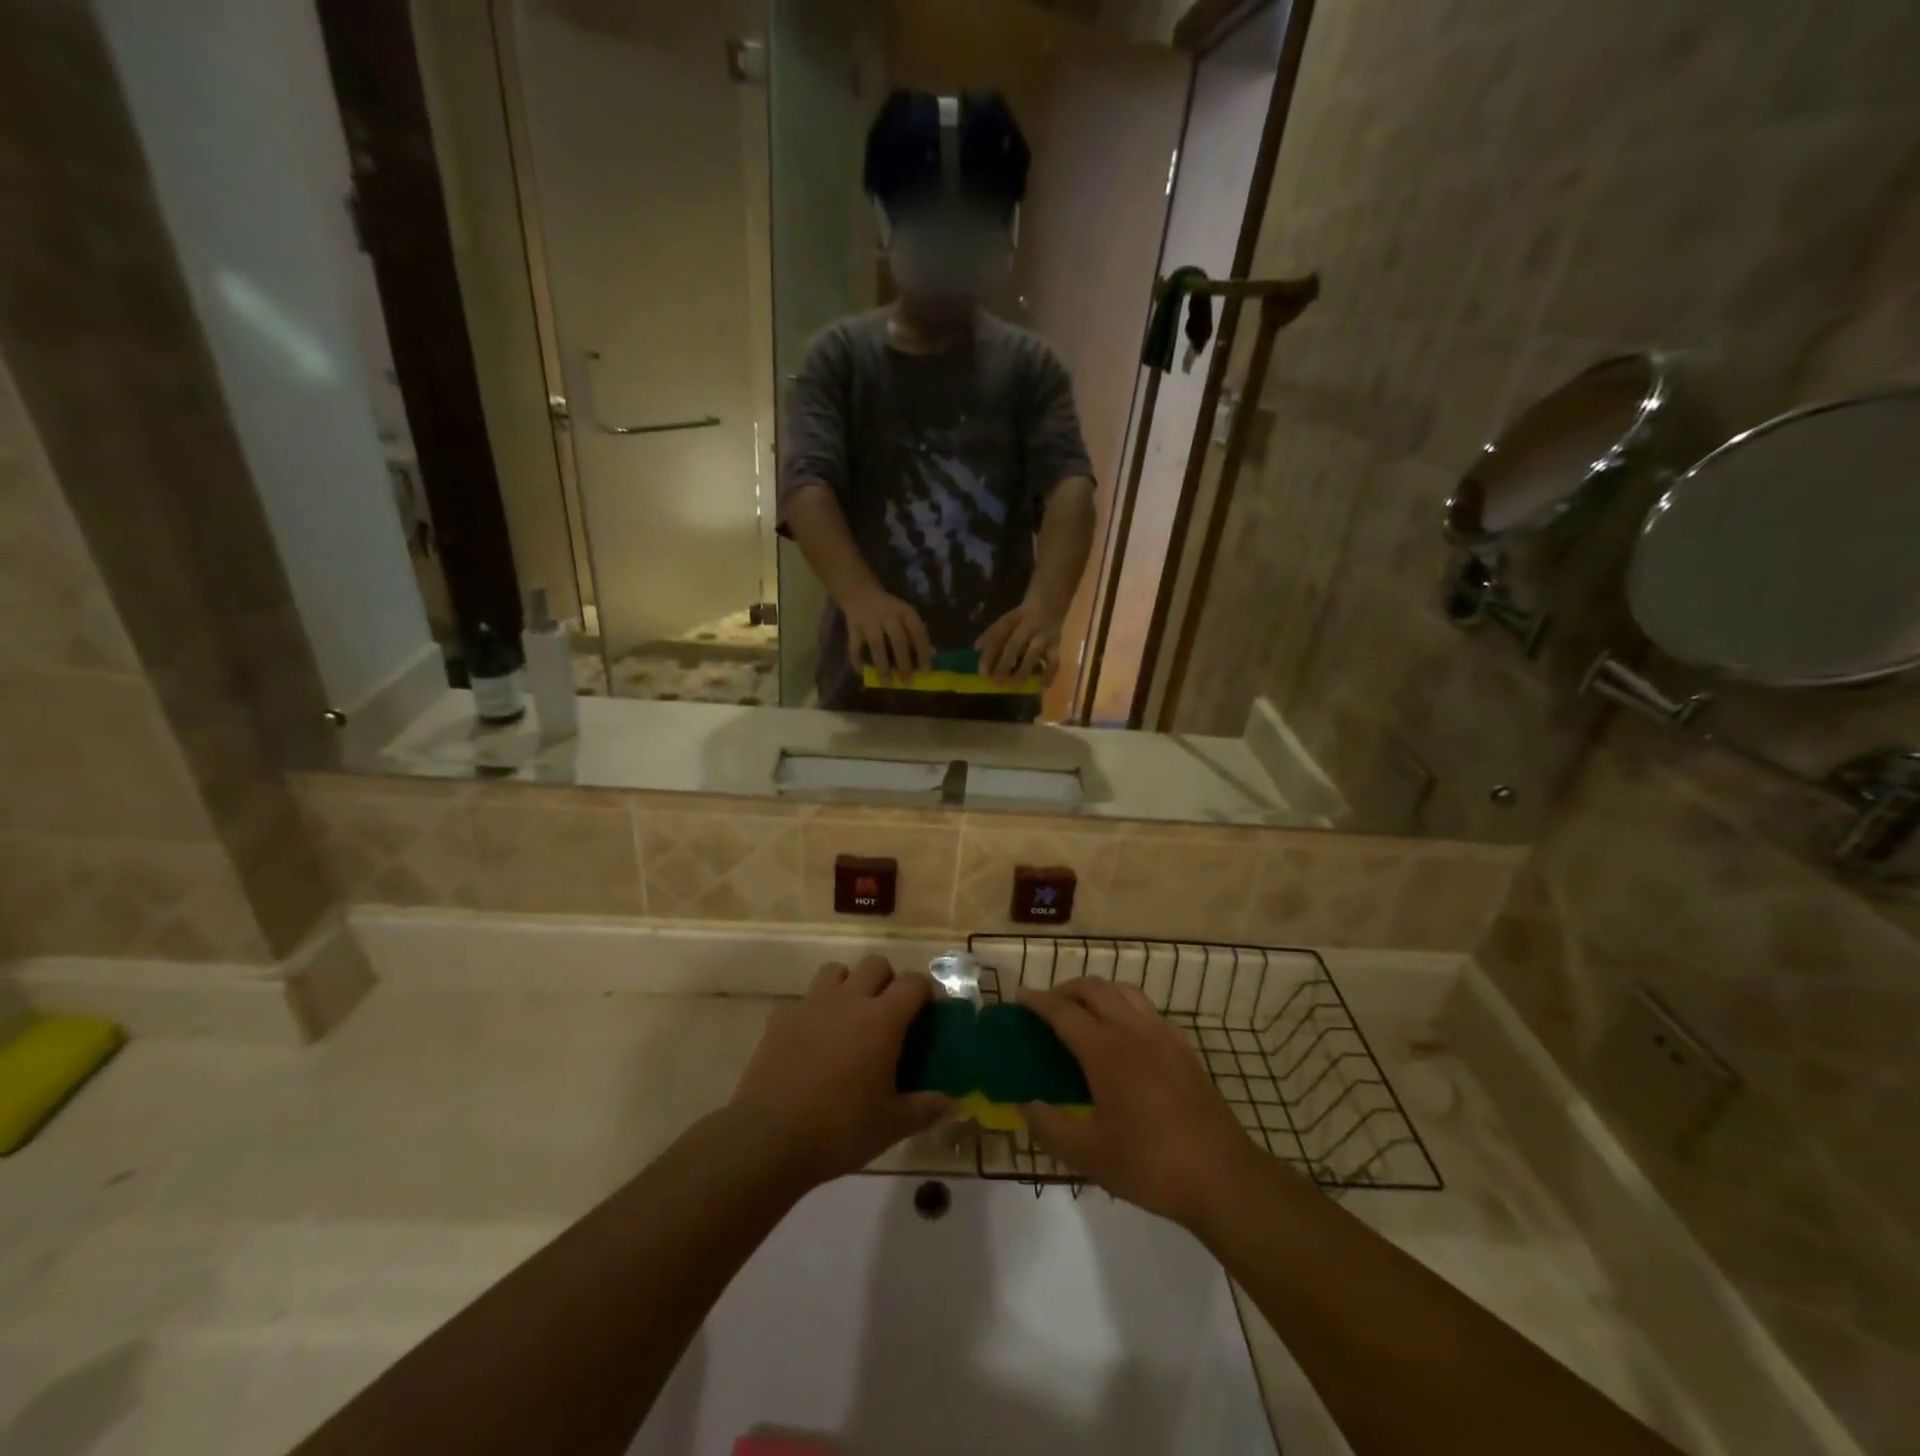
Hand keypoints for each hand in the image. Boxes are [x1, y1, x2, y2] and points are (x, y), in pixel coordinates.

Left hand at [732, 958, 952, 1187]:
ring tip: (849, 1016)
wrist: (768, 1138)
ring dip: (848, 984)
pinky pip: (803, 998)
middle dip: (887, 980)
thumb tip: (958, 1107)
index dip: (925, 991)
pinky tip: (813, 1038)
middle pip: (876, 964)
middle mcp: (849, 1000)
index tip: (927, 1012)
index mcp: (882, 1019)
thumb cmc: (839, 1129)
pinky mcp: (781, 1017)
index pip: (913, 982)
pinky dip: (814, 1009)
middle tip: (889, 1014)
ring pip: (836, 970)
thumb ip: (926, 1109)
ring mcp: (811, 1004)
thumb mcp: (891, 1125)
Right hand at [843, 586, 931, 683]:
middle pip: (898, 641)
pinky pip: (855, 646)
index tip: (926, 671)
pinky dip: (857, 660)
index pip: (917, 632)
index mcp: (904, 612)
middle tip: (908, 682)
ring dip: (883, 665)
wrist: (859, 591)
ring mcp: (869, 622)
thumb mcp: (905, 614)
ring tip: (887, 683)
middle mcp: (888, 615)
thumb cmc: (888, 608)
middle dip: (904, 663)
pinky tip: (863, 672)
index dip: (923, 652)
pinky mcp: (853, 627)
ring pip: (877, 645)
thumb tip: (932, 654)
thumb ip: (916, 632)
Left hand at [976, 594, 1064, 684]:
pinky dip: (1049, 674)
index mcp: (1015, 617)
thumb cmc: (1027, 613)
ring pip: (1033, 653)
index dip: (990, 653)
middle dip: (1004, 664)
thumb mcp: (1010, 617)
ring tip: (1014, 685)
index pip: (999, 634)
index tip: (982, 672)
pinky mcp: (1057, 644)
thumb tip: (976, 648)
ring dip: (1023, 670)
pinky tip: (1041, 687)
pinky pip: (1054, 660)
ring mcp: (1045, 634)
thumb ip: (994, 632)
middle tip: (996, 681)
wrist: (1054, 598)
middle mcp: (1029, 625)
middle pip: (1014, 645)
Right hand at [1020, 979, 1261, 1227]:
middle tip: (1048, 1006)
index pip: (1063, 1011)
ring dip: (1098, 991)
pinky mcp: (1184, 1048)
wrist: (1222, 1177)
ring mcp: (1163, 1035)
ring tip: (1083, 1011)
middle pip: (1094, 989)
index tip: (1019, 997)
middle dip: (1066, 989)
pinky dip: (1125, 1006)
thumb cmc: (1150, 1165)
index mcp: (1105, 1050)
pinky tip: (1123, 1033)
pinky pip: (1147, 1009)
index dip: (1038, 1001)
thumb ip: (1050, 1128)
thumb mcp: (1089, 1156)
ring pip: (1124, 991)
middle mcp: (1133, 1031)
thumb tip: (1025, 1106)